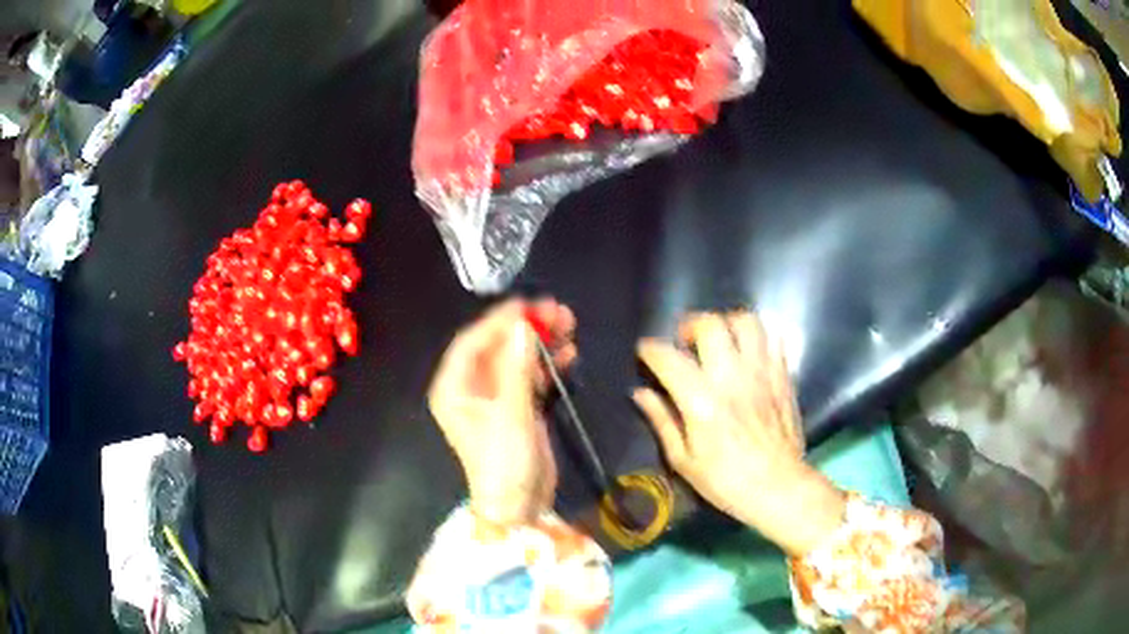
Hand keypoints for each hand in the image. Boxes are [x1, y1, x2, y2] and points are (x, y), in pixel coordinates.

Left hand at [428, 299, 576, 527]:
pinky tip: (569, 353)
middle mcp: (471, 388)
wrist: (520, 507)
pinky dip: (548, 364)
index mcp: (454, 388)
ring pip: (517, 359)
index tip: (528, 304)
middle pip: (497, 347)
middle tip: (557, 311)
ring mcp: (496, 398)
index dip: (499, 320)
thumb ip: (518, 368)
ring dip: (541, 343)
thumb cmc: (504, 462)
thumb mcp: (510, 413)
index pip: (472, 342)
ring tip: (569, 325)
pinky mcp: (518, 408)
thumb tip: (524, 326)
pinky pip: (531, 376)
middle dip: (526, 329)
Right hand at [633, 312, 844, 555]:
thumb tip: (640, 393)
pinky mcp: (782, 375)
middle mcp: (732, 377)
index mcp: (701, 401)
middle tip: (685, 342)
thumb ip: (662, 421)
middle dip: (690, 325)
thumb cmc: (725, 481)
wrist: (777, 486)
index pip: (668, 358)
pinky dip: (755, 337)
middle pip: (710, 324)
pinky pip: (772, 338)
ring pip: (745, 322)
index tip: (645, 352)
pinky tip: (747, 353)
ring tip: (719, 341)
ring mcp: (761, 372)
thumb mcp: (683, 460)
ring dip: (726, 324)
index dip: (650, 350)